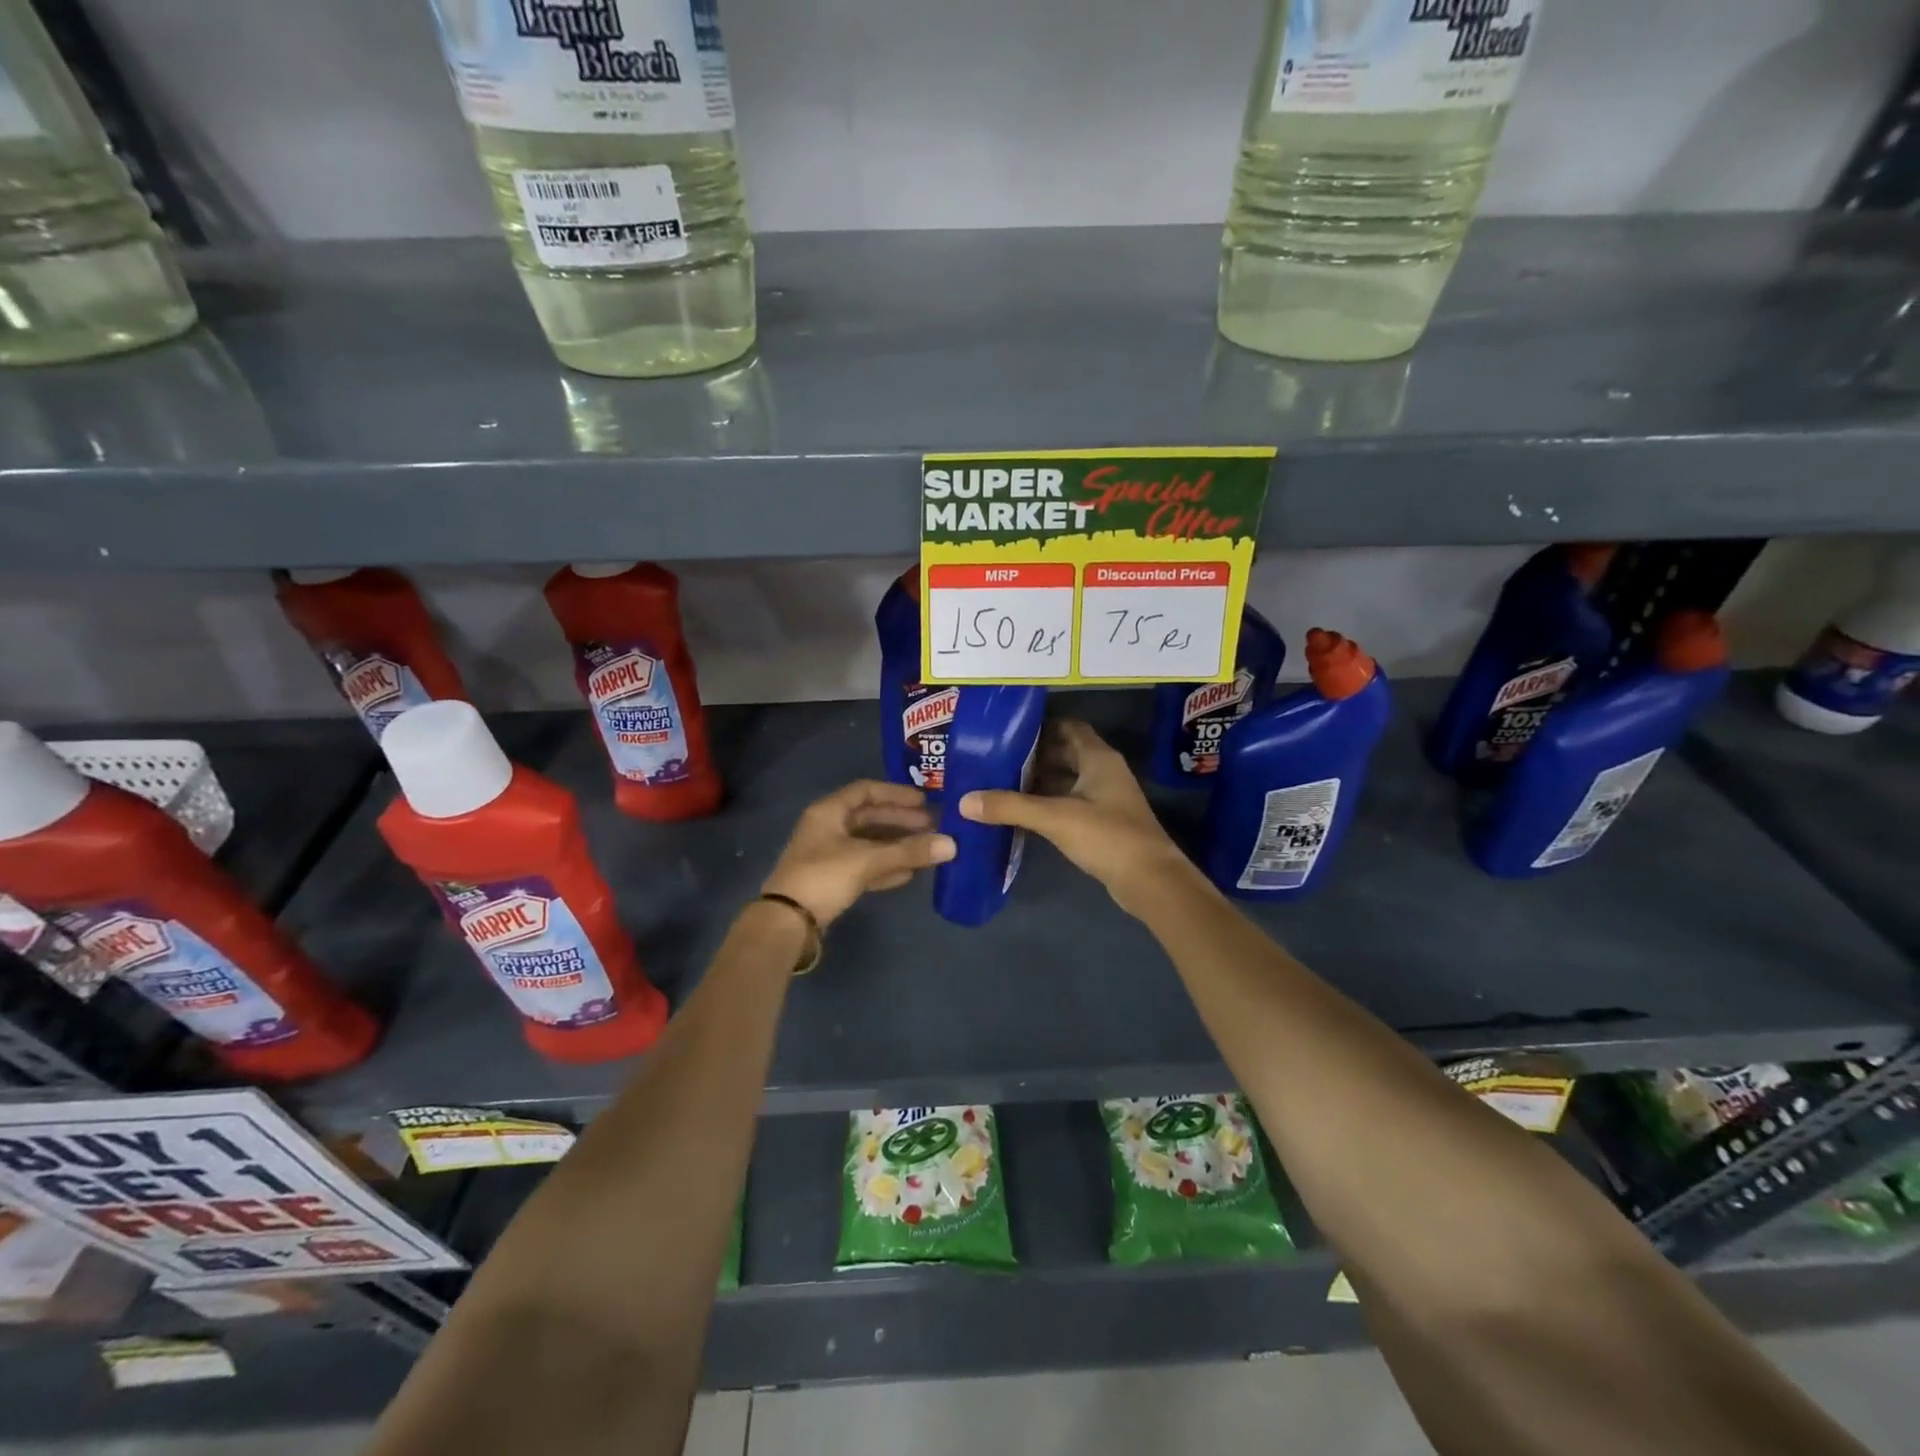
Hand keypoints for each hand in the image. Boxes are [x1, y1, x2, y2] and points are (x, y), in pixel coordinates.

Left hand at [762, 780, 955, 926]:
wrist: (787, 922)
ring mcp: (828, 854)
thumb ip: (909, 851)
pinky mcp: (832, 879)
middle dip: (901, 821)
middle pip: (870, 817)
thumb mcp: (868, 860)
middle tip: (932, 826)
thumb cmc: (824, 877)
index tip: (923, 802)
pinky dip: (885, 866)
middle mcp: (828, 827)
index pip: (866, 790)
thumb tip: (951, 844)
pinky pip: (864, 865)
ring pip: (869, 843)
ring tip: (927, 849)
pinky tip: (909, 873)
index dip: (895, 793)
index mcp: (829, 811)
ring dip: (897, 845)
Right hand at [958, 720, 1199, 914]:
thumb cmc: (1107, 837)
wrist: (1150, 880)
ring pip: (1068, 779)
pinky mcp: (1104, 823)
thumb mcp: (1055, 818)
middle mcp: (1104, 772)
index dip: (1042, 725)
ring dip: (1040, 780)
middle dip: (1034, 755)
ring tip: (1002, 783)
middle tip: (997, 758)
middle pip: (1066, 752)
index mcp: (1099, 758)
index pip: (1069, 727)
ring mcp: (1106, 798)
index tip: (1008, 730)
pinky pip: (1070, 802)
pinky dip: (1048, 803)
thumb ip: (1011, 807)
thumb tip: (964, 802)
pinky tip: (1023, 813)